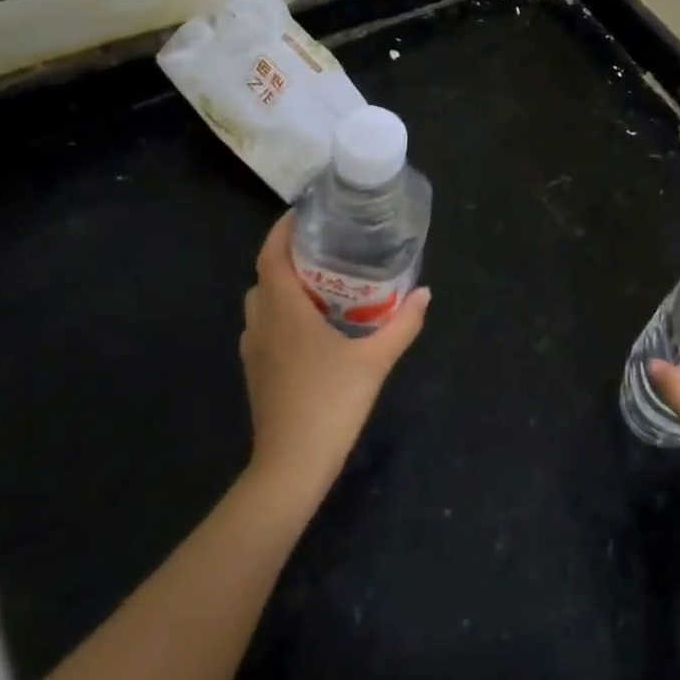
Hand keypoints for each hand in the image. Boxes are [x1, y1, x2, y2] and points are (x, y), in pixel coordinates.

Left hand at [240, 213, 428, 504]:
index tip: (306, 213)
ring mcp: (253, 349)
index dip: (282, 230)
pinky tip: (313, 325)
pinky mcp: (256, 371)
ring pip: (262, 303)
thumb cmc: (331, 403)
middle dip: (289, 256)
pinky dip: (282, 313)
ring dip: (284, 286)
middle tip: (326, 247)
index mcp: (284, 310)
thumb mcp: (375, 360)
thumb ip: (402, 324)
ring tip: (322, 282)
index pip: (271, 256)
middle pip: (265, 276)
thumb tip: (426, 292)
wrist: (291, 466)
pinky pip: (264, 326)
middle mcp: (261, 323)